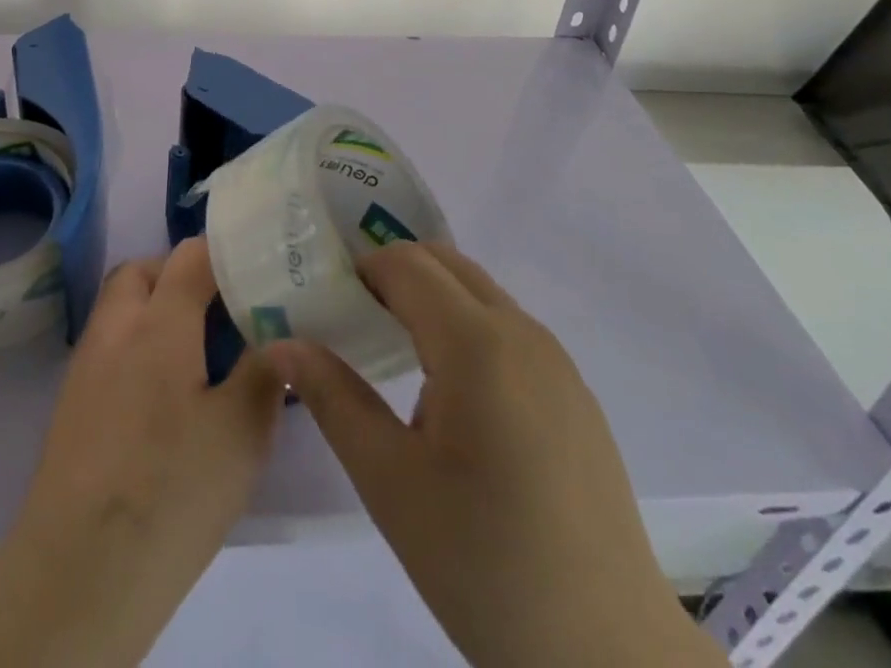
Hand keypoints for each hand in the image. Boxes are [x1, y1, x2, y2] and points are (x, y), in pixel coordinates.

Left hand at [0, 237, 283, 667]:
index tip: (259, 271)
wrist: (78, 572)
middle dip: (182, 275)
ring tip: (200, 354)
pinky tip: (166, 396)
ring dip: (157, 309)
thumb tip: (280, 339)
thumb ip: (265, 372)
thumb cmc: (170, 491)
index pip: (190, 255)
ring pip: (121, 308)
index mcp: (158, 322)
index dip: (226, 253)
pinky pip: (110, 346)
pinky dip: (138, 346)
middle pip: (144, 271)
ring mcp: (86, 365)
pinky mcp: (72, 404)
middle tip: (223, 311)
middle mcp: (115, 328)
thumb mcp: (242, 433)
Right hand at [265, 242, 723, 667]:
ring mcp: (557, 360)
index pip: (405, 264)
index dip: (361, 270)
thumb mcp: (389, 481)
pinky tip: (453, 401)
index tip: (328, 303)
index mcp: (476, 343)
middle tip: (354, 318)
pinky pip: (508, 328)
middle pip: (445, 262)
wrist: (608, 655)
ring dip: (431, 299)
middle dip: (394, 273)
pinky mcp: (575, 393)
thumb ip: (331, 398)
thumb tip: (282, 344)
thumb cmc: (484, 564)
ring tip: (396, 356)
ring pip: (479, 292)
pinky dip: (467, 328)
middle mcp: (522, 331)